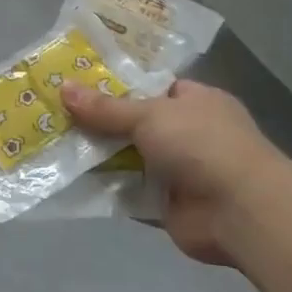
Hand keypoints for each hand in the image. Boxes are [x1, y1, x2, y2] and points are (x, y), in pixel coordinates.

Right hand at [62, 79, 281, 268]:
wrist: (240, 211)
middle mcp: (188, 133)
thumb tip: (63, 88)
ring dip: (97, 155)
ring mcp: (178, 171)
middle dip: (99, 121)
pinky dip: (103, 188)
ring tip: (50, 141)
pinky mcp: (165, 204)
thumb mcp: (150, 115)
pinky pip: (127, 192)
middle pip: (134, 123)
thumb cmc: (202, 145)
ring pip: (128, 157)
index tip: (78, 80)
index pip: (152, 85)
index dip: (116, 83)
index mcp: (196, 101)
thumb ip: (106, 108)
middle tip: (54, 111)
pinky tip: (67, 179)